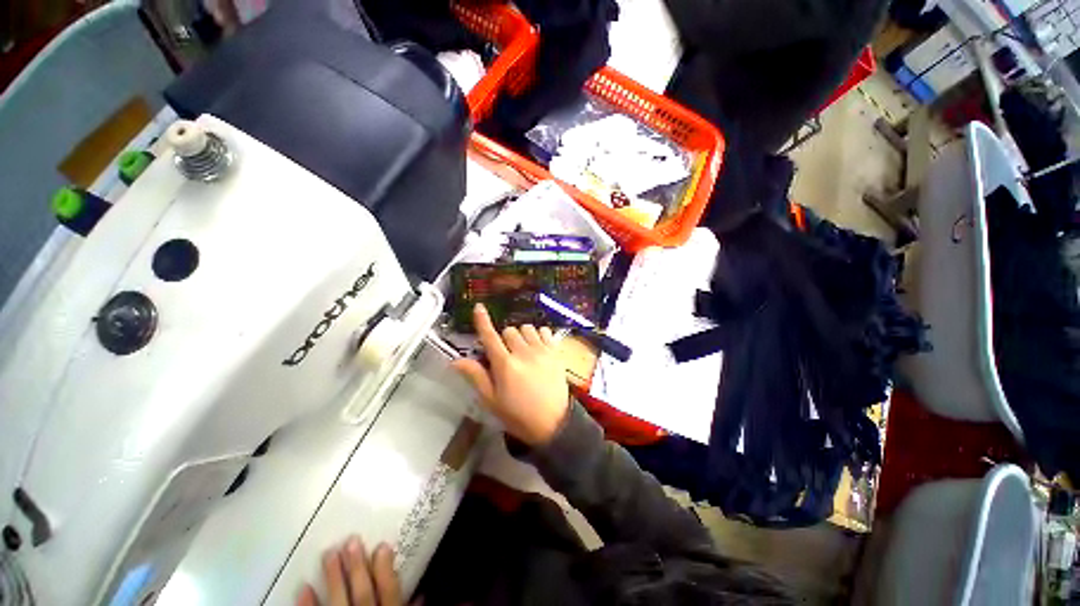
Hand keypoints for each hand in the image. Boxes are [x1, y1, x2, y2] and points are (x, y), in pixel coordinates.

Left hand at [297, 537, 401, 605]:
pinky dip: (308, 604)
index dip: (386, 568)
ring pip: (339, 600)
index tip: (382, 545)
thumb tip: (419, 591)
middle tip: (352, 540)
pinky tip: (303, 587)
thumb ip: (406, 604)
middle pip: (362, 592)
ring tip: (329, 552)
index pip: (389, 589)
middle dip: (357, 566)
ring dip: (334, 577)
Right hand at [452, 304, 570, 445]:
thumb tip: (456, 361)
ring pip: (527, 328)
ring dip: (521, 336)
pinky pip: (544, 331)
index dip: (482, 321)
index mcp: (505, 365)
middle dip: (504, 339)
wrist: (554, 423)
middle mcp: (523, 352)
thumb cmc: (518, 415)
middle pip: (509, 330)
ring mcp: (542, 350)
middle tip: (507, 355)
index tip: (479, 307)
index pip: (490, 337)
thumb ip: (476, 377)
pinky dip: (538, 335)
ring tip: (523, 350)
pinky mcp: (556, 352)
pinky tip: (538, 347)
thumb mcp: (492, 401)